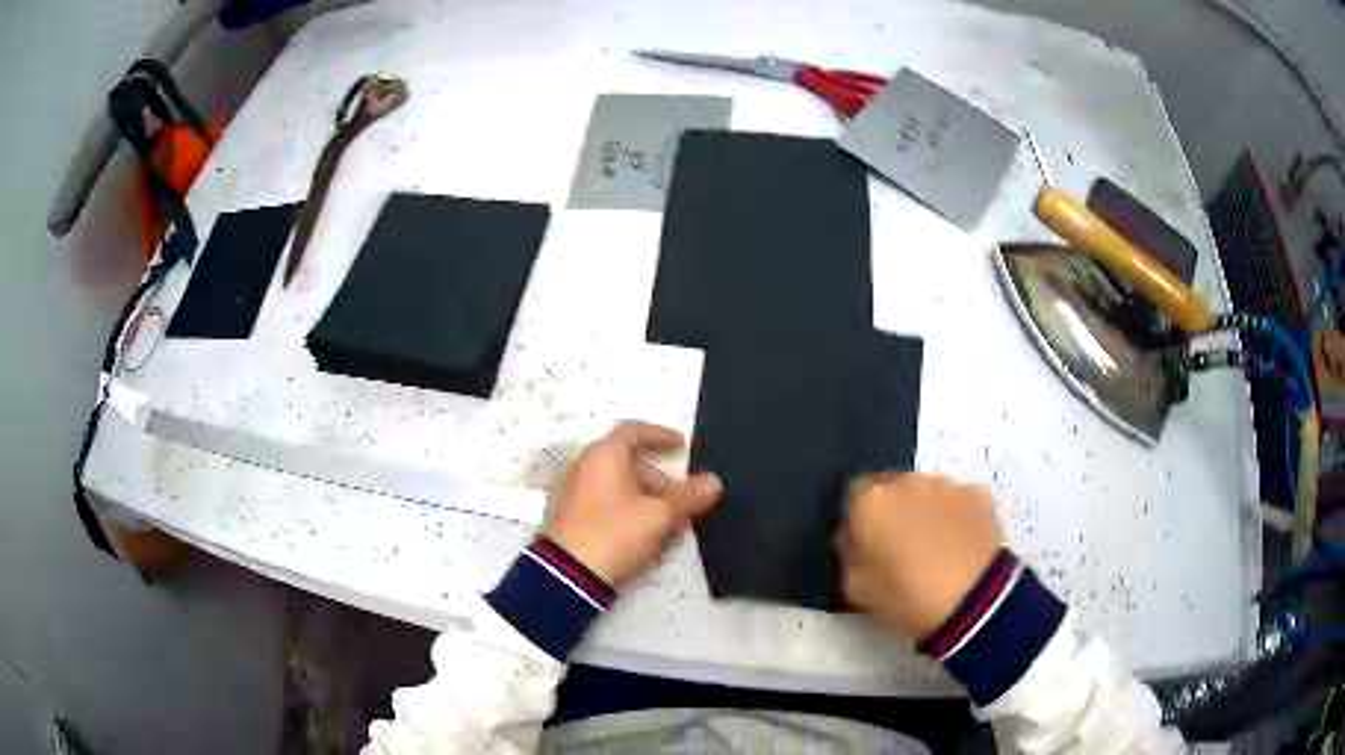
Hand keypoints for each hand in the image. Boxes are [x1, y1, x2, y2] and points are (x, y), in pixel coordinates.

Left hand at [544, 420, 722, 586]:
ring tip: (670, 528)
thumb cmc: (615, 533)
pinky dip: (628, 513)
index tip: (681, 446)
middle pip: (629, 464)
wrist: (567, 575)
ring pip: (619, 488)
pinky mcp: (570, 517)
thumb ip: (688, 497)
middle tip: (683, 504)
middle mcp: (585, 466)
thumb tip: (715, 481)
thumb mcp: (659, 517)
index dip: (660, 435)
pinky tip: (646, 539)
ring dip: (647, 502)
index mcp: (603, 455)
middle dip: (661, 483)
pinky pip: (605, 504)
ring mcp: (574, 492)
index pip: (634, 431)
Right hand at [838, 472, 1002, 640]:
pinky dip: (953, 517)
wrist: (973, 601)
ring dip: (924, 512)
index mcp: (871, 502)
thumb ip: (848, 555)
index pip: (854, 497)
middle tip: (900, 549)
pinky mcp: (977, 494)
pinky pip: (955, 501)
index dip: (860, 521)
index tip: (867, 544)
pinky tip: (957, 547)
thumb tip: (855, 541)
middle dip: (893, 513)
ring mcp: (946, 485)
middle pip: (892, 490)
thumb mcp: (855, 588)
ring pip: (925, 493)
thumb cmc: (908, 598)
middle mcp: (907, 482)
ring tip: (934, 551)